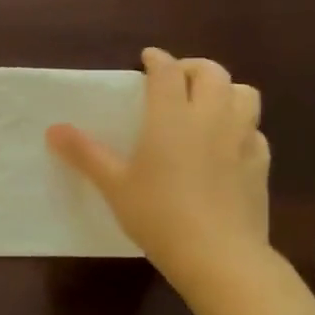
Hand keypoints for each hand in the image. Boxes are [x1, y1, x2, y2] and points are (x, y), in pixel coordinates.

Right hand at [47, 47, 269, 279]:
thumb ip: (85, 153)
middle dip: (193, 67)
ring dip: (225, 90)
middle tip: (176, 79)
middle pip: (213, 73)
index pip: (168, 72)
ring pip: (245, 94)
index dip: (157, 60)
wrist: (219, 256)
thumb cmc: (158, 215)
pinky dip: (241, 126)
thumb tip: (53, 129)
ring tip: (207, 104)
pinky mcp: (261, 164)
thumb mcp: (114, 185)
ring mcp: (242, 139)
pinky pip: (256, 130)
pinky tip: (227, 144)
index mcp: (171, 117)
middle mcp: (211, 118)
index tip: (147, 58)